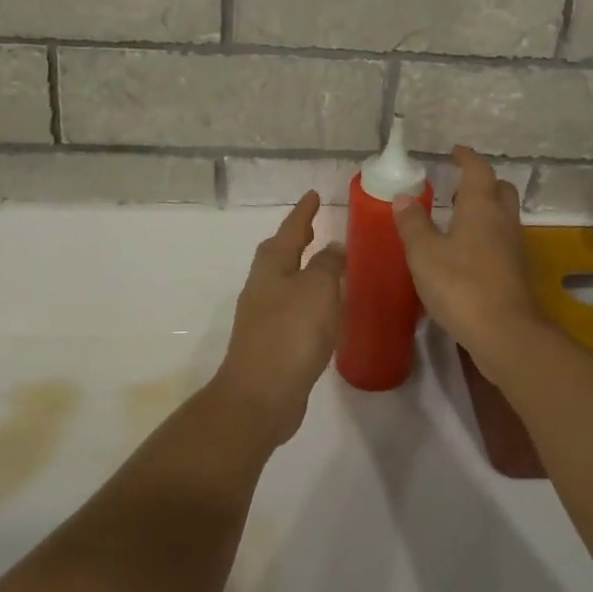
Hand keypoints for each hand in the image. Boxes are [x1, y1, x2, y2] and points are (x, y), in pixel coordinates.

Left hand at [212, 192, 344, 447]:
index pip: (291, 229)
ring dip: (304, 269)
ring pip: (286, 280)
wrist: (260, 396)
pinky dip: (309, 299)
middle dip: (297, 238)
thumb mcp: (318, 289)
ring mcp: (264, 315)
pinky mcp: (272, 342)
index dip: (303, 212)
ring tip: (327, 265)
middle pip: (281, 253)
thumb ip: (328, 264)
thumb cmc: (290, 334)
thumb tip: (333, 248)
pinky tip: (325, 310)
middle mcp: (263, 285)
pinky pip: (293, 308)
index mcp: (272, 266)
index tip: (314, 194)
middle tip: (316, 225)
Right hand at [393, 147, 541, 372]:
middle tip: (458, 185)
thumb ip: (413, 223)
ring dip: (485, 210)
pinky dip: (487, 236)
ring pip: (504, 216)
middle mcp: (503, 220)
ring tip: (457, 217)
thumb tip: (404, 196)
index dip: (467, 158)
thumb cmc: (461, 285)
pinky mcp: (516, 272)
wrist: (505, 334)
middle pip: (500, 189)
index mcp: (481, 207)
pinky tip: (467, 252)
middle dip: (482, 182)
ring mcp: (514, 247)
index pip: (478, 170)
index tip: (455, 152)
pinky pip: (502, 240)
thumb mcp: (424, 254)